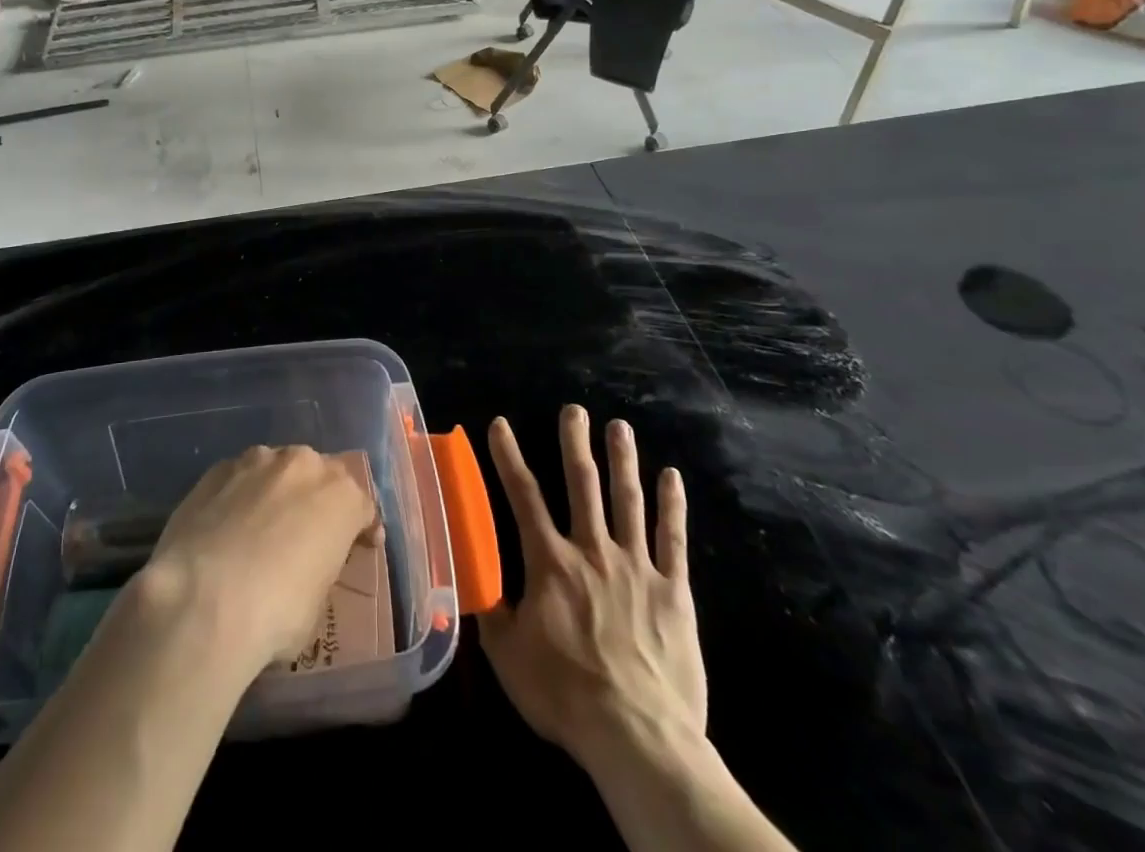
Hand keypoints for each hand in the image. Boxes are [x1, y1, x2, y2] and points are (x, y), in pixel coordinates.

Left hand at [137, 445, 379, 681]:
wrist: (203, 598)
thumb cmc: (276, 612)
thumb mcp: (317, 602)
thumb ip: (318, 567)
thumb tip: (302, 568)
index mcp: (341, 496)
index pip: (363, 506)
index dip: (362, 528)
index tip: (362, 546)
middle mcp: (303, 464)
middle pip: (320, 475)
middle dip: (318, 499)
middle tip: (308, 532)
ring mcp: (257, 460)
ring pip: (277, 469)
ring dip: (277, 491)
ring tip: (262, 525)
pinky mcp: (217, 468)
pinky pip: (239, 478)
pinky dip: (240, 495)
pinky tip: (227, 525)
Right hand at [480, 408, 706, 771]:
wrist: (637, 736)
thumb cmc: (565, 694)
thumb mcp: (509, 657)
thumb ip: (491, 612)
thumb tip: (471, 582)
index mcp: (550, 562)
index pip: (523, 496)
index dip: (508, 456)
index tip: (500, 423)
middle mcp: (591, 550)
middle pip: (581, 484)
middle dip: (575, 442)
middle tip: (574, 409)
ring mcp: (636, 566)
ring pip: (627, 500)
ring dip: (622, 459)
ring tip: (619, 426)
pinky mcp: (672, 591)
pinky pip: (672, 538)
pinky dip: (671, 505)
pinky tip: (671, 476)